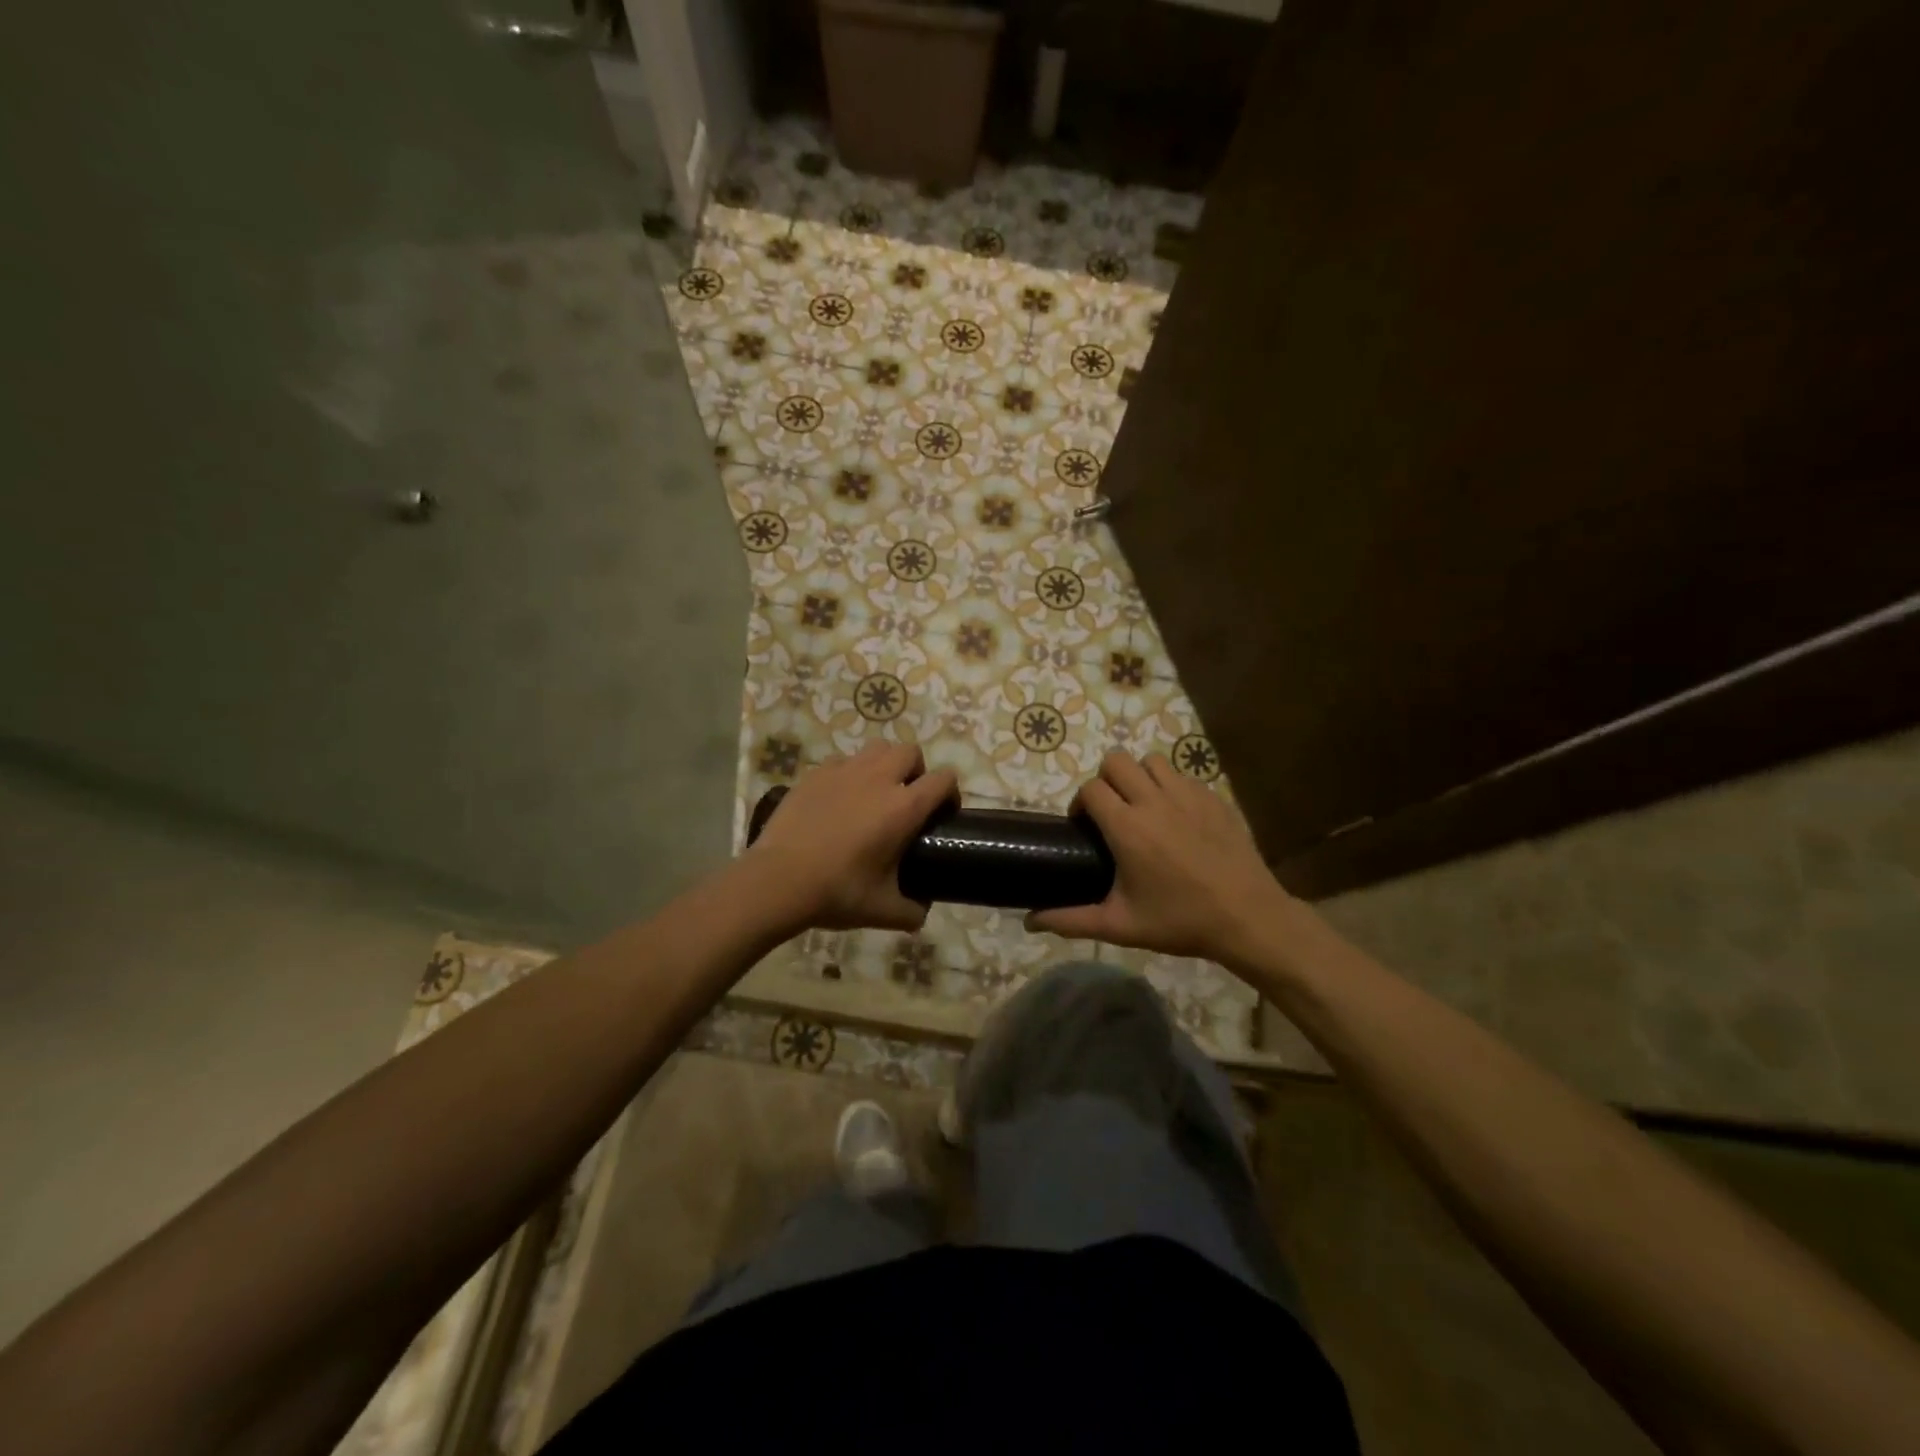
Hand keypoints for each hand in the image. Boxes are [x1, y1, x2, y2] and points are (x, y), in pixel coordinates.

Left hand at [745, 743, 956, 933]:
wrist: (778, 880)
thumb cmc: (837, 892)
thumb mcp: (882, 910)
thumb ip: (911, 912)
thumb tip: (921, 914)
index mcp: (904, 807)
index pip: (943, 779)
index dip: (950, 793)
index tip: (942, 813)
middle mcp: (879, 779)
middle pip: (910, 751)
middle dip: (916, 770)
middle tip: (907, 799)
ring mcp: (844, 771)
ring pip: (877, 748)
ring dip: (884, 763)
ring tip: (875, 791)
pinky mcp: (815, 773)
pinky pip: (842, 761)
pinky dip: (849, 773)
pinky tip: (839, 798)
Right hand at [1027, 751, 1295, 963]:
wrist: (1248, 918)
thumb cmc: (1180, 921)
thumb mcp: (1121, 925)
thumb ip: (1071, 920)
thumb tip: (1029, 922)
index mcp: (1127, 827)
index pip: (1091, 788)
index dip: (1081, 803)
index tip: (1085, 826)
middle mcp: (1154, 800)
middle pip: (1116, 761)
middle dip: (1106, 780)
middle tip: (1111, 812)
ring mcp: (1188, 795)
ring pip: (1151, 761)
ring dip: (1139, 776)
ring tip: (1143, 806)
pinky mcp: (1213, 797)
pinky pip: (1182, 775)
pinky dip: (1170, 786)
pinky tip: (1177, 817)